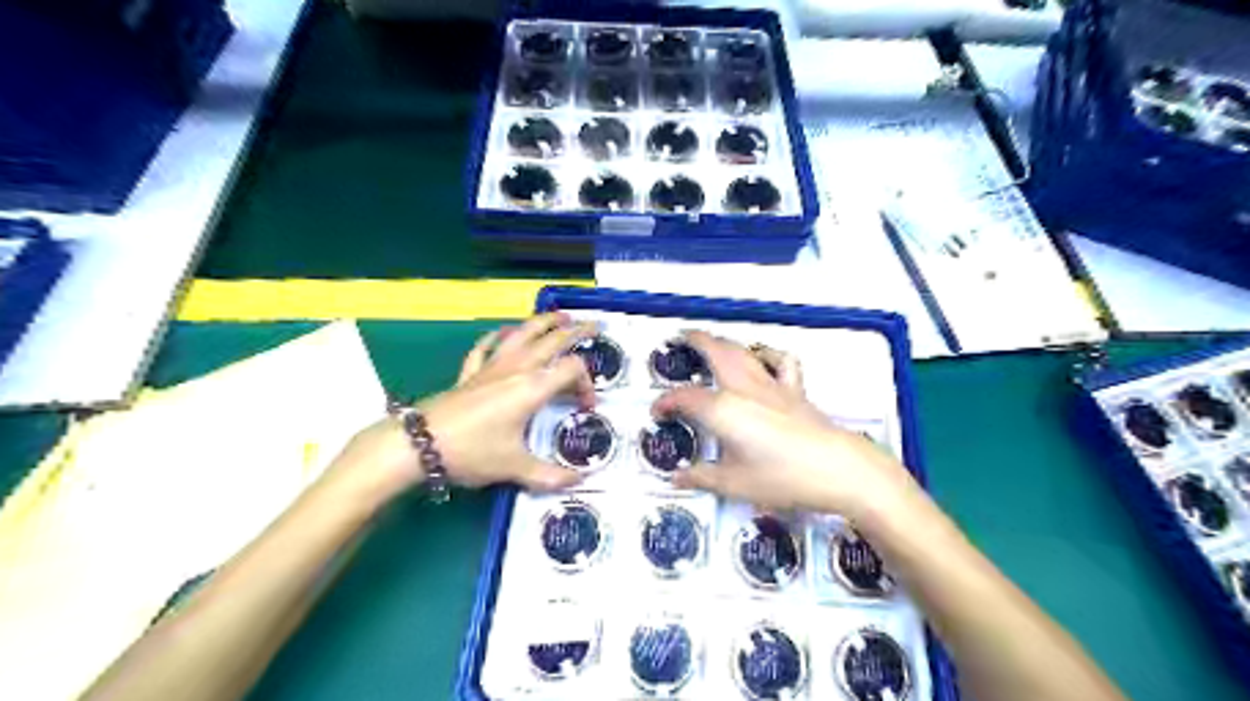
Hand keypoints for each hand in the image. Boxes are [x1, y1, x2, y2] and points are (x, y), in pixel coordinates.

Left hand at [331, 315, 593, 501]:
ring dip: (543, 322)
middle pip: (552, 340)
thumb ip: (551, 475)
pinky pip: (487, 346)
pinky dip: (499, 336)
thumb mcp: (515, 468)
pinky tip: (505, 333)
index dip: (587, 385)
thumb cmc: (472, 452)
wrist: (419, 445)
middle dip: (576, 331)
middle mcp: (516, 369)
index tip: (586, 408)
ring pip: (522, 334)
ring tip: (559, 316)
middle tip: (594, 325)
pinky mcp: (470, 372)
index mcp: (532, 388)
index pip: (572, 370)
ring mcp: (491, 367)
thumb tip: (581, 480)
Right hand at [658, 330, 914, 518]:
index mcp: (723, 409)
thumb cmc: (782, 478)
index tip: (657, 412)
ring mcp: (772, 385)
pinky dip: (767, 355)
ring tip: (713, 343)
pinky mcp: (795, 390)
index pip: (684, 398)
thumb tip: (678, 478)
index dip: (666, 402)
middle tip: (681, 338)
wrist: (838, 469)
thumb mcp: (735, 485)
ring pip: (744, 351)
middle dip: (695, 341)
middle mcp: (744, 388)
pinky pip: (780, 362)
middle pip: (716, 352)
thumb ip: (702, 477)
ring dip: (725, 342)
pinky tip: (762, 360)